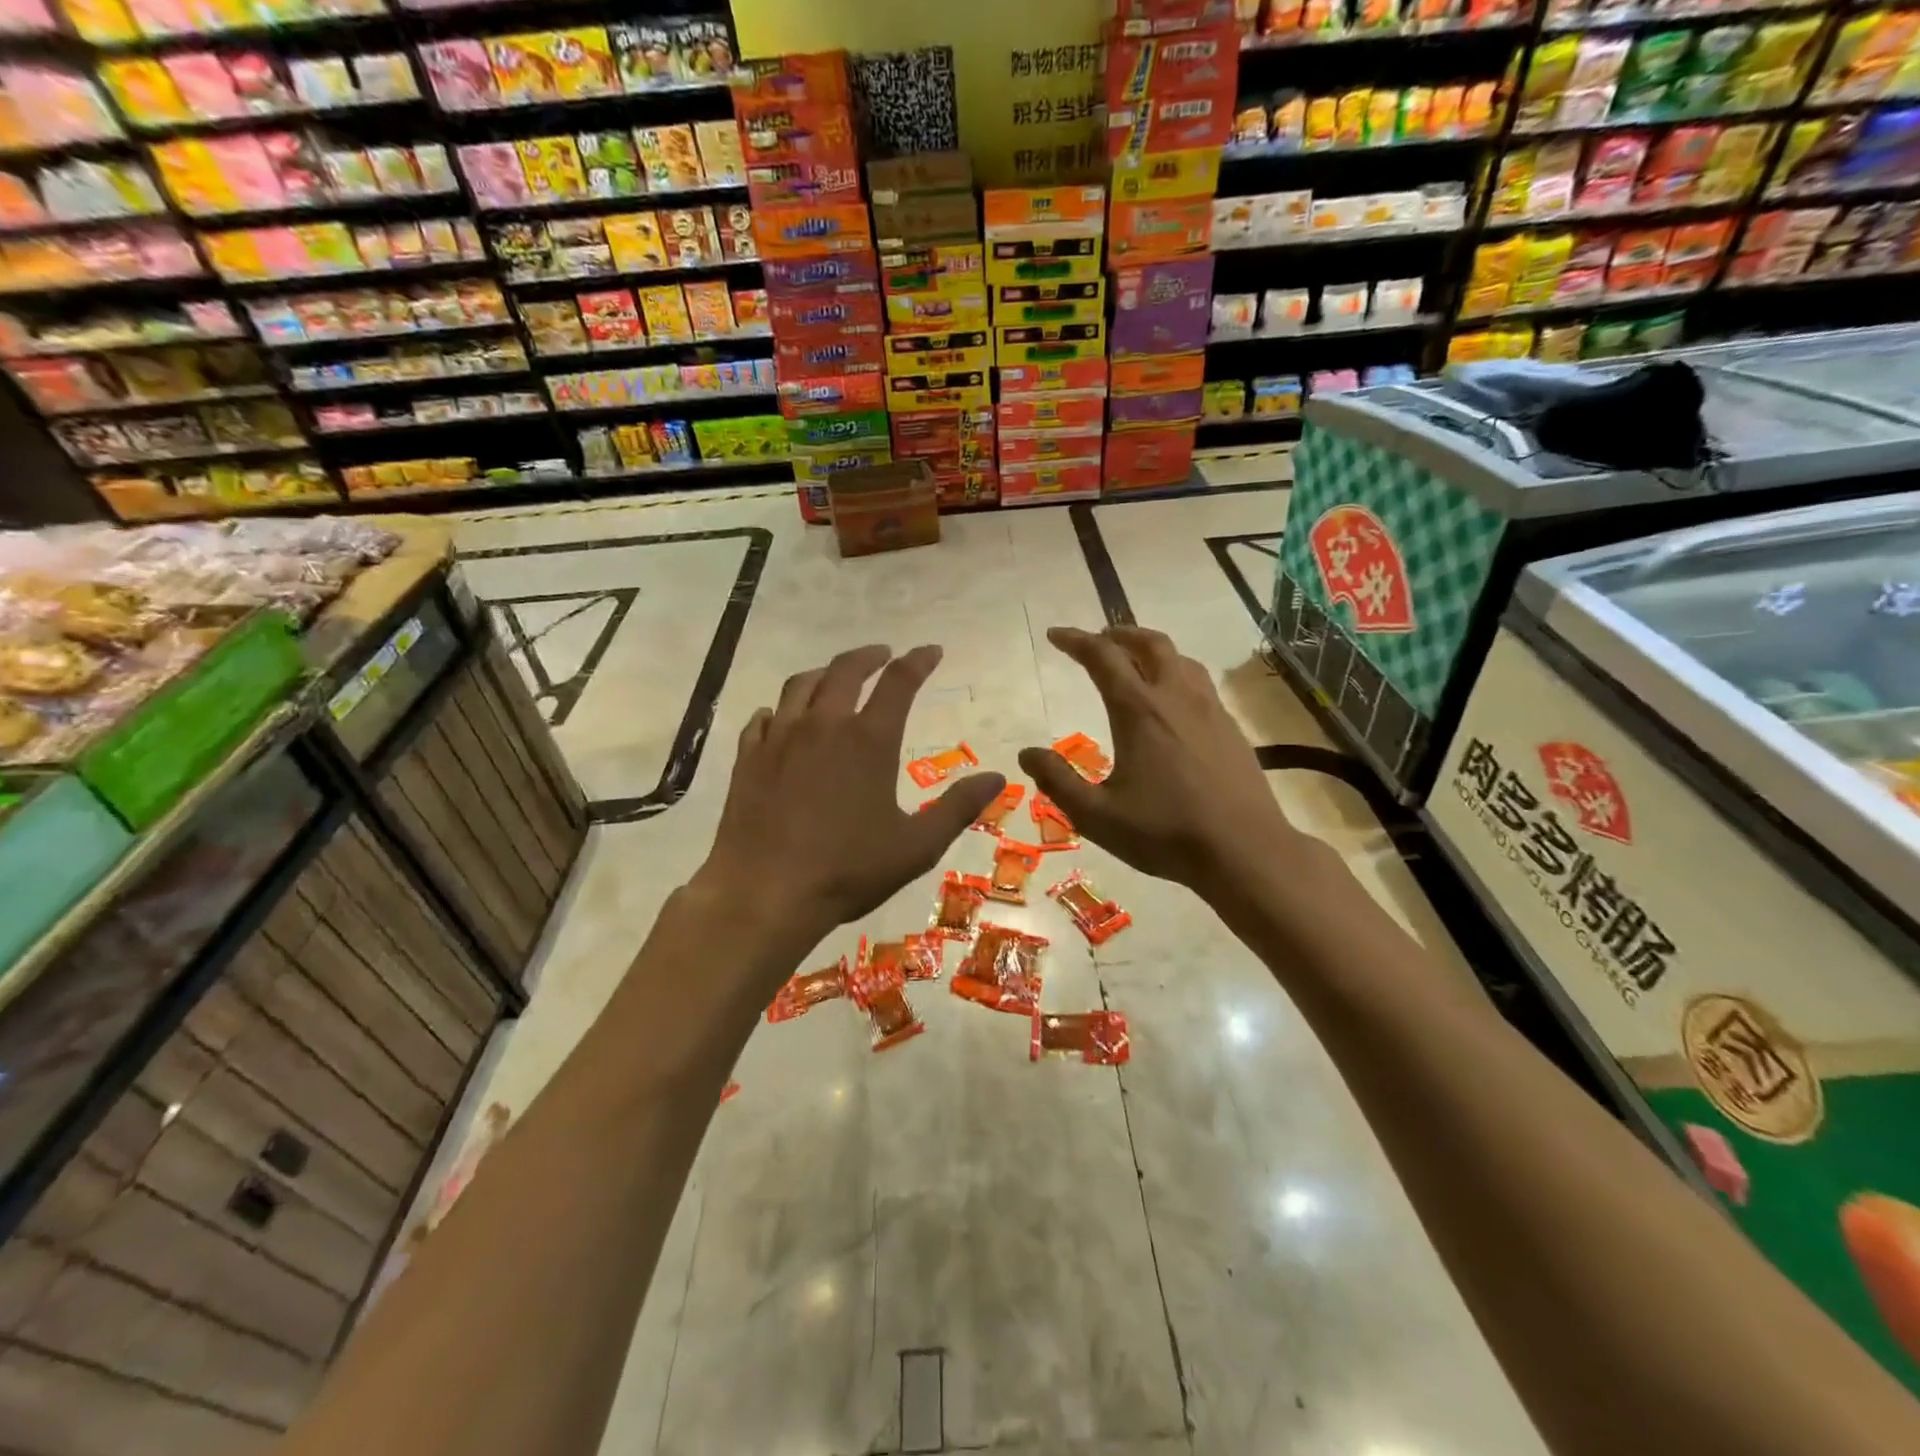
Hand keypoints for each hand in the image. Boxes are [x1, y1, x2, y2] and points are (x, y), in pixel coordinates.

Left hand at [698, 644, 1004, 948]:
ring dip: (824, 674)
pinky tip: (782, 719)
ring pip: (801, 685)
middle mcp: (823, 725)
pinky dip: (780, 710)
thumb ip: (958, 807)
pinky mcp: (749, 758)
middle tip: (883, 655)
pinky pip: (764, 718)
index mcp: (869, 740)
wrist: (765, 893)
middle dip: (869, 656)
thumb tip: (998, 777)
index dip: (918, 661)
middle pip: (845, 670)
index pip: (899, 682)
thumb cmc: (847, 870)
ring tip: (835, 677)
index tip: (931, 651)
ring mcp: (780, 738)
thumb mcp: (916, 846)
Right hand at [1018, 626, 1295, 893]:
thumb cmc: (1165, 832)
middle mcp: (1175, 697)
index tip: (1055, 635)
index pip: (1103, 658)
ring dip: (1151, 649)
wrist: (1244, 851)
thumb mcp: (1097, 815)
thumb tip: (1026, 754)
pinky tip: (1172, 701)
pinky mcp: (1230, 727)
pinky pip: (1199, 682)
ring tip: (1134, 661)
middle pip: (1149, 644)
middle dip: (1118, 634)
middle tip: (1098, 640)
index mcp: (1139, 711)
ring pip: (1180, 659)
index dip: (1076, 640)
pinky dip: (1176, 673)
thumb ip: (1057, 781)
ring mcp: (1209, 710)